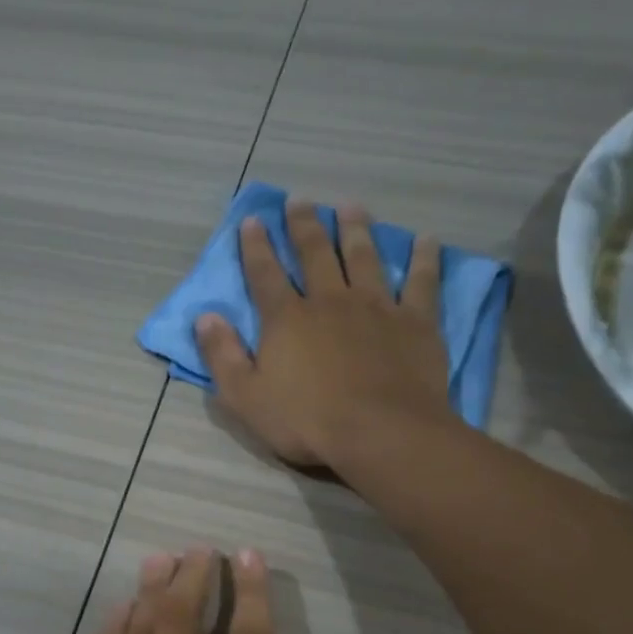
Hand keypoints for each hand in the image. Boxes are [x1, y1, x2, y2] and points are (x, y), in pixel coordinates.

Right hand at [196, 198, 450, 468]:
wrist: (380, 433)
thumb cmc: (307, 422)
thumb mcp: (245, 398)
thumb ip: (222, 356)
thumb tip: (205, 318)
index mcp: (287, 319)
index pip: (265, 274)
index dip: (256, 247)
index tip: (252, 220)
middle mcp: (330, 301)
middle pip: (315, 254)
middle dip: (304, 226)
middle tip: (300, 201)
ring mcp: (376, 307)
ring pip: (364, 257)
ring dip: (356, 229)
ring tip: (351, 207)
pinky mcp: (415, 322)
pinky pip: (421, 282)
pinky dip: (424, 259)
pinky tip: (427, 241)